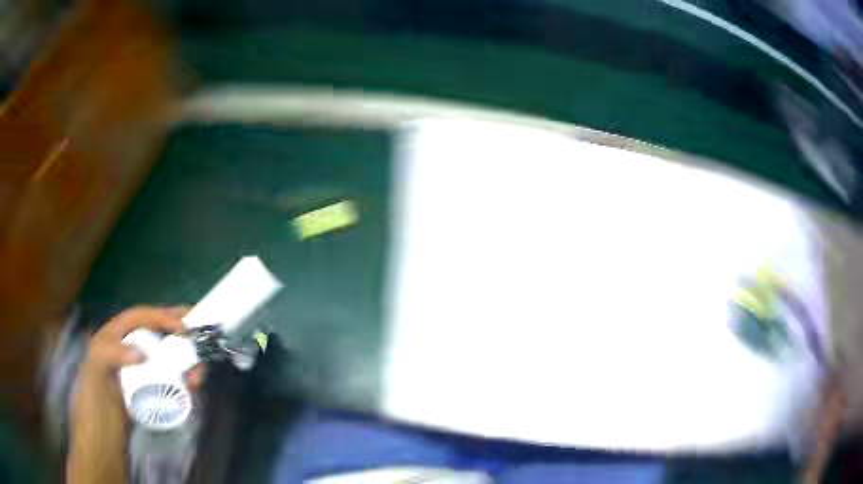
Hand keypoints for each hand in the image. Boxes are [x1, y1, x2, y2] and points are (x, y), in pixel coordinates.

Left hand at [68, 306, 195, 483]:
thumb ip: (112, 353)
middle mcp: (130, 347)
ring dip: (186, 361)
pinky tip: (192, 387)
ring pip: (168, 357)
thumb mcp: (97, 367)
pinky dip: (184, 379)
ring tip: (197, 376)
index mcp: (115, 334)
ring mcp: (141, 369)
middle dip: (180, 336)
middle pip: (159, 334)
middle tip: (199, 342)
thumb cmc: (95, 394)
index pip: (140, 317)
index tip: (183, 325)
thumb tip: (142, 353)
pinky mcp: (151, 388)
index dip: (161, 316)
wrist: (103, 431)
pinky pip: (171, 378)